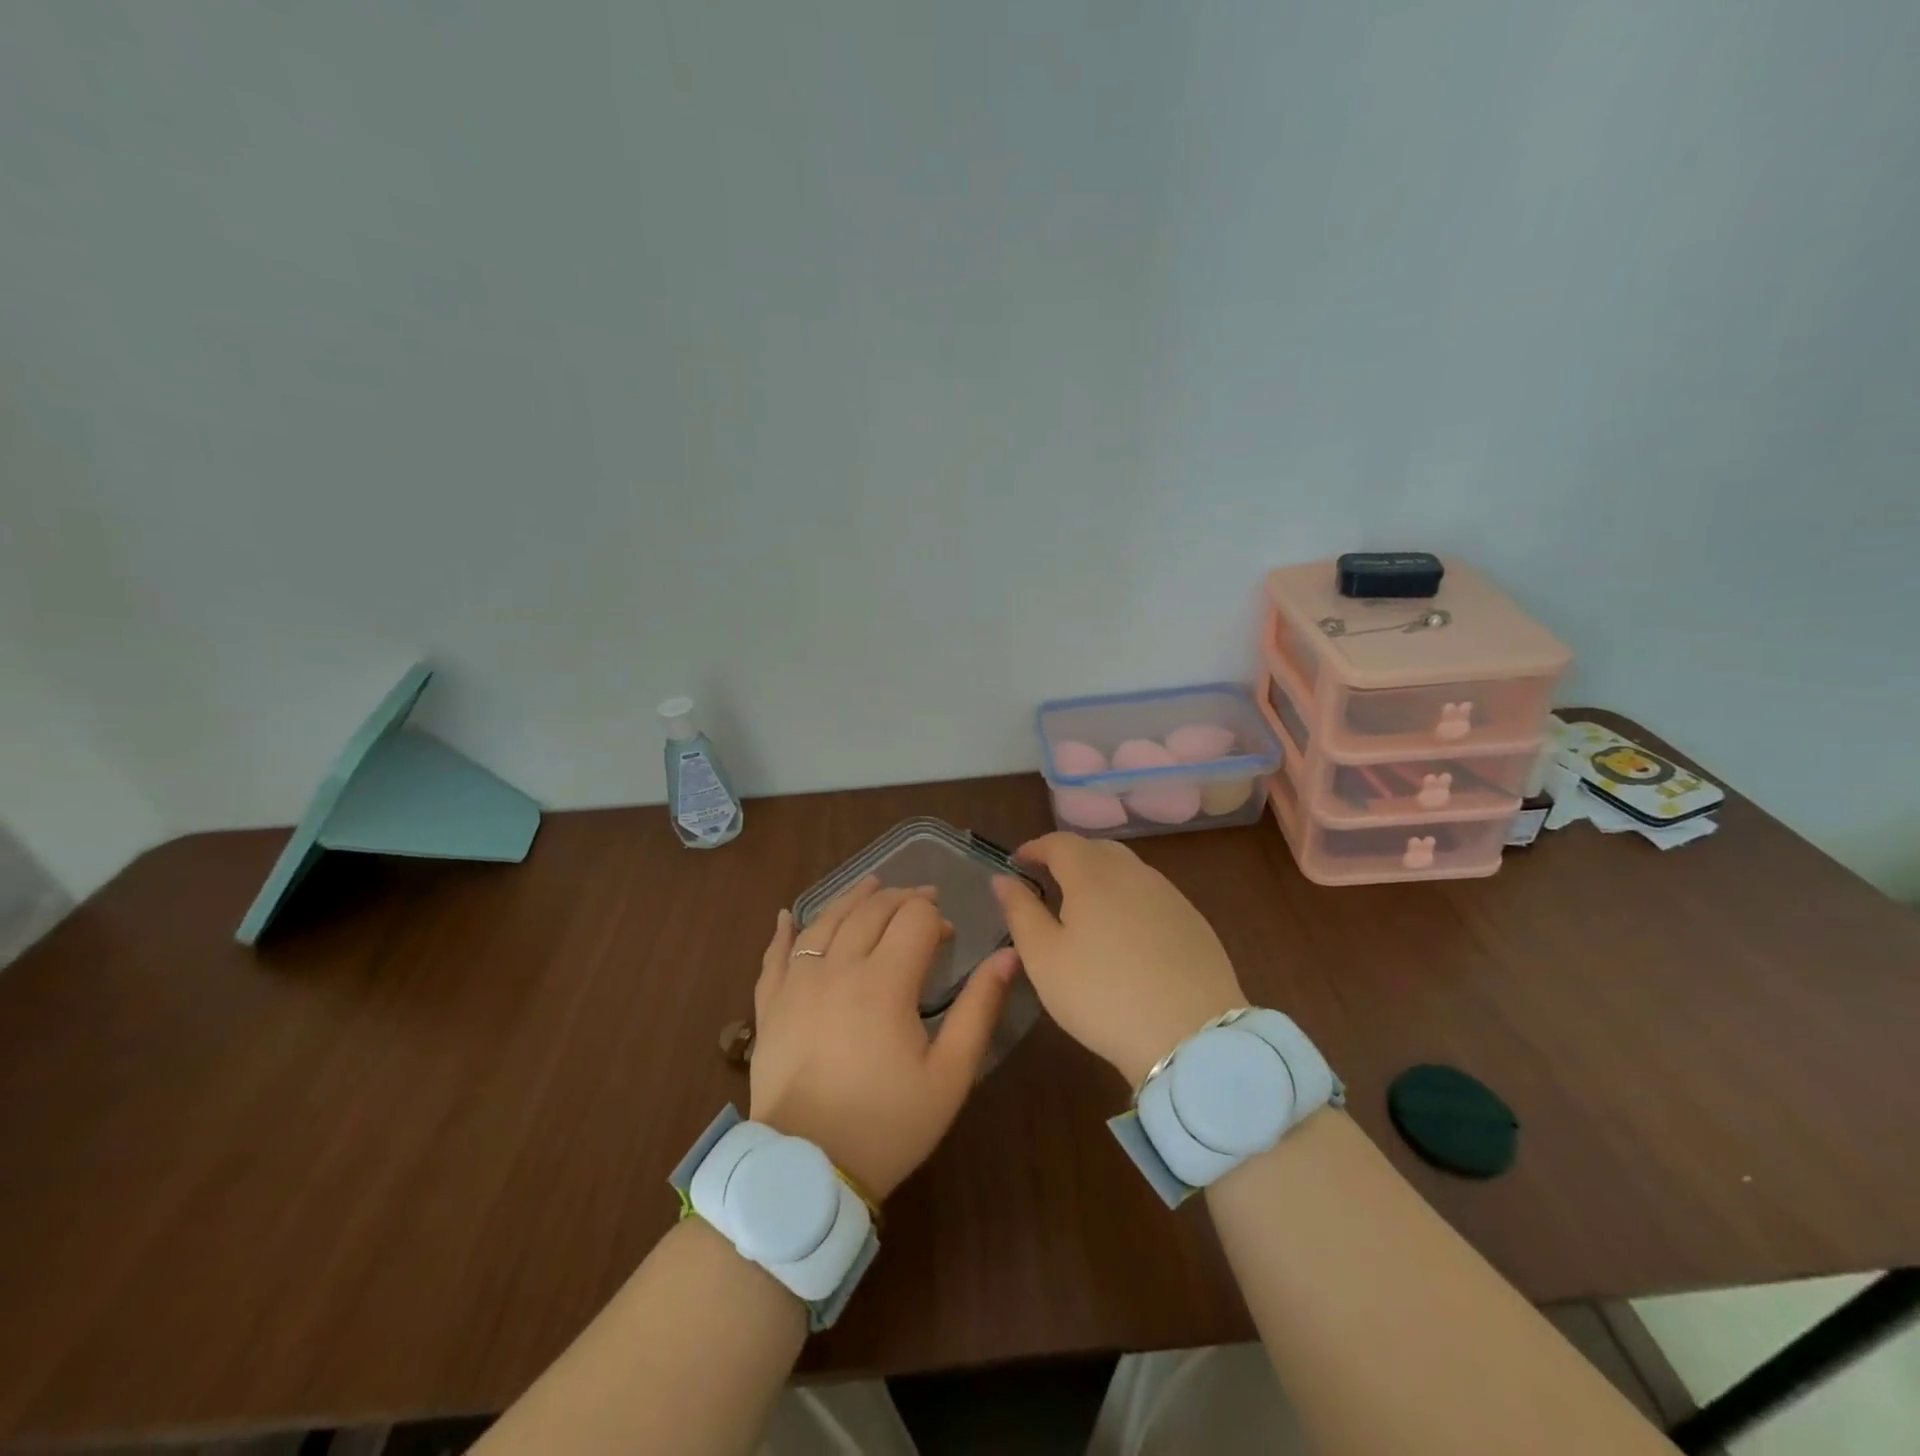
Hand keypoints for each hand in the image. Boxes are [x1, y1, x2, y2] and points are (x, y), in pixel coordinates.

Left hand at [750, 876, 1018, 1200]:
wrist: (808, 1170)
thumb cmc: (888, 1124)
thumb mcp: (950, 1074)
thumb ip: (979, 1009)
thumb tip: (1007, 956)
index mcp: (884, 981)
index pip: (914, 919)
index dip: (935, 917)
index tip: (947, 935)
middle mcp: (838, 968)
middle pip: (871, 910)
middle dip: (901, 898)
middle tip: (920, 901)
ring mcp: (798, 983)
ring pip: (825, 920)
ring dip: (852, 898)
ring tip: (871, 885)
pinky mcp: (770, 1006)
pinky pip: (774, 956)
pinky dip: (783, 932)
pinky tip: (787, 915)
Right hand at [991, 833, 1246, 1087]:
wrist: (1192, 1037)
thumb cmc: (1102, 996)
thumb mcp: (1044, 959)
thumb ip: (1020, 911)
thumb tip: (1003, 879)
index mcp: (1093, 875)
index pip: (1059, 842)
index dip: (1035, 848)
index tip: (1017, 862)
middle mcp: (1133, 873)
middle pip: (1096, 849)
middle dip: (1068, 857)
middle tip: (1049, 882)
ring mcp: (1169, 895)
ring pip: (1128, 870)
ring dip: (1101, 876)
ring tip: (1085, 908)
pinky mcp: (1193, 920)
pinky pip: (1152, 894)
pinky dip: (1129, 898)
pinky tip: (1126, 933)